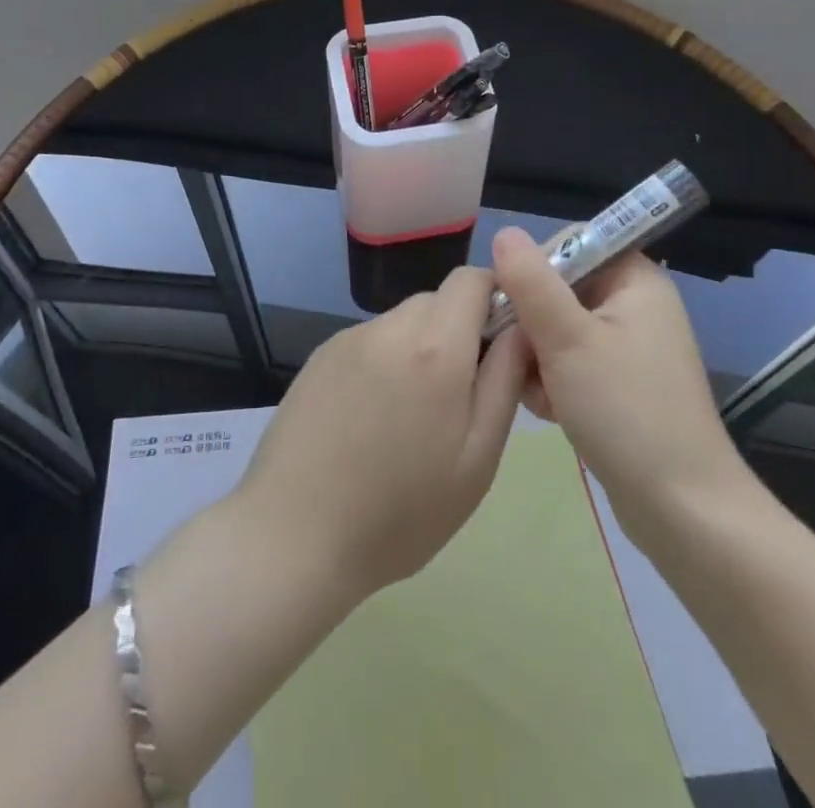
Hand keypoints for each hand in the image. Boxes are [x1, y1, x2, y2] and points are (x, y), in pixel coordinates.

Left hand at [232, 266, 530, 600]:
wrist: (292, 536)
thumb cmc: (400, 512)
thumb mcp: (476, 459)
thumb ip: (504, 382)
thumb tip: (522, 329)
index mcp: (434, 347)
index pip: (473, 279)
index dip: (496, 299)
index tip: (502, 345)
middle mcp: (389, 327)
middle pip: (438, 300)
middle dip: (459, 331)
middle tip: (459, 396)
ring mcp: (348, 338)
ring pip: (403, 321)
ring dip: (421, 348)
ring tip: (411, 416)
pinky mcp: (320, 356)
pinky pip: (371, 341)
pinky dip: (385, 361)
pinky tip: (371, 417)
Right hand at [490, 227, 758, 537]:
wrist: (683, 511)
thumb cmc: (626, 411)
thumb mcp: (568, 339)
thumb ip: (531, 282)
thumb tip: (503, 233)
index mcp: (635, 280)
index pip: (573, 244)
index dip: (534, 266)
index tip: (510, 302)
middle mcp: (636, 305)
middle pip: (561, 289)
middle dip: (532, 323)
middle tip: (521, 357)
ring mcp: (631, 348)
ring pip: (560, 329)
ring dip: (538, 357)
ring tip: (537, 393)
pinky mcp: (623, 385)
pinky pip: (573, 363)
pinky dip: (555, 381)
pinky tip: (548, 411)